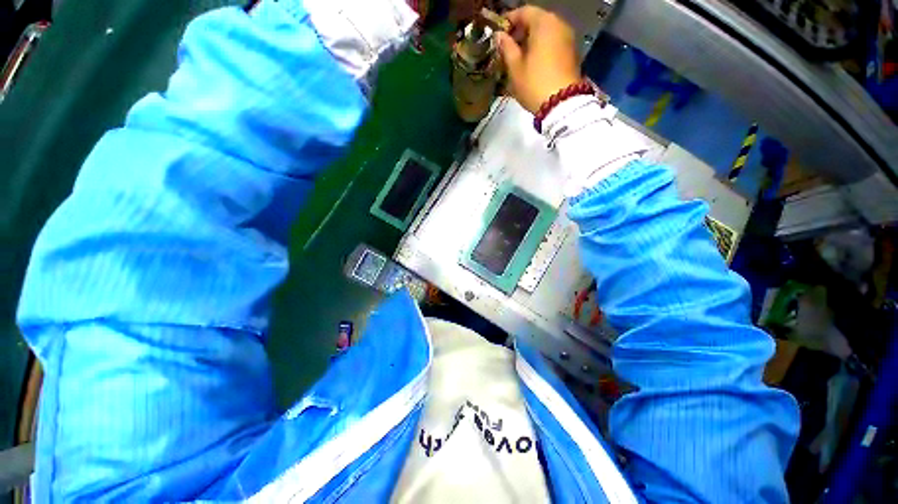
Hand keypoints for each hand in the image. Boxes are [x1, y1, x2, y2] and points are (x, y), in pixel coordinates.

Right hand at [497, 6, 580, 113]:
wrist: (562, 104)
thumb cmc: (534, 83)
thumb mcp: (515, 68)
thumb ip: (507, 48)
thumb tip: (499, 36)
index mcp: (544, 22)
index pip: (524, 12)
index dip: (509, 21)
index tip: (498, 33)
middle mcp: (559, 24)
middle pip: (537, 21)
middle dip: (521, 32)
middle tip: (507, 47)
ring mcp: (568, 38)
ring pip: (545, 33)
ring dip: (531, 41)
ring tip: (518, 58)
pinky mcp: (572, 53)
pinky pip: (553, 43)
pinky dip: (541, 48)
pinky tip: (532, 63)